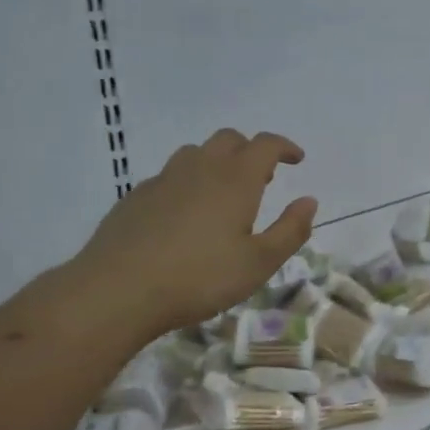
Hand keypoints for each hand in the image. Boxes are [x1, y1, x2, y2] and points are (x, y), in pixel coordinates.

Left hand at [72, 129, 317, 338]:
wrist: (120, 289)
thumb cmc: (200, 277)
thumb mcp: (259, 263)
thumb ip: (290, 231)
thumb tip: (309, 202)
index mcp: (235, 180)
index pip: (265, 145)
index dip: (284, 147)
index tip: (297, 159)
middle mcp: (199, 168)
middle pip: (228, 140)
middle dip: (251, 151)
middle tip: (264, 177)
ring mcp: (163, 180)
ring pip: (195, 154)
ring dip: (217, 163)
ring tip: (225, 195)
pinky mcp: (136, 197)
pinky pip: (170, 177)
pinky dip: (188, 183)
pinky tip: (186, 216)